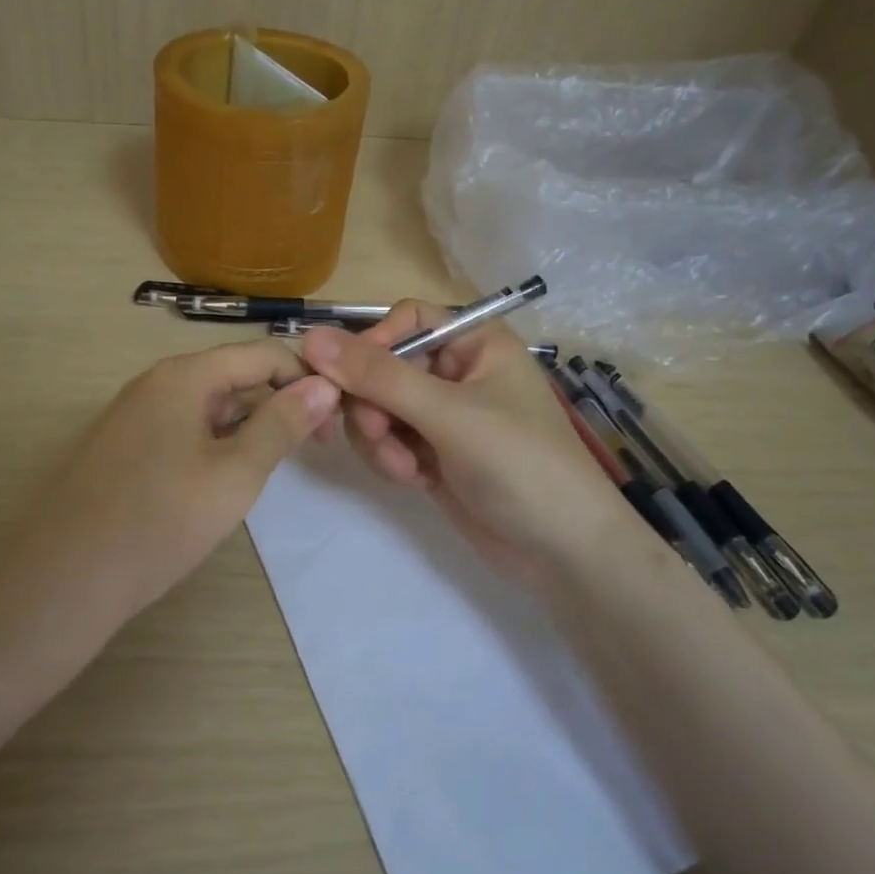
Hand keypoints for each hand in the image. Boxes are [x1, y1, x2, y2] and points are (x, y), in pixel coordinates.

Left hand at [0, 340, 336, 633]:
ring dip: (248, 427)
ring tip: (273, 467)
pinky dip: (215, 444)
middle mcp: (155, 383)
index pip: (262, 354)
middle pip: (234, 376)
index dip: (305, 380)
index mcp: (183, 375)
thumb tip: (324, 385)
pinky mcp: (123, 447)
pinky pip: (182, 430)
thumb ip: (282, 425)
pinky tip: (225, 481)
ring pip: (208, 406)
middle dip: (278, 405)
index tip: (334, 423)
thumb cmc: (161, 521)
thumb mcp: (236, 473)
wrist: (65, 580)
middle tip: (312, 450)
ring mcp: (134, 415)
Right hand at [300, 304, 636, 584]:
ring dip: (378, 436)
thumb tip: (311, 337)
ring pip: (377, 406)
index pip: (406, 320)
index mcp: (475, 342)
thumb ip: (380, 377)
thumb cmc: (521, 466)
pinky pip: (387, 439)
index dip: (372, 344)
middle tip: (376, 434)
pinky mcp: (431, 452)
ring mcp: (442, 415)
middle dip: (372, 403)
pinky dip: (389, 458)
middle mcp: (456, 371)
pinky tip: (413, 480)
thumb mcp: (450, 415)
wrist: (563, 553)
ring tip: (404, 468)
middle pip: (383, 366)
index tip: (346, 379)